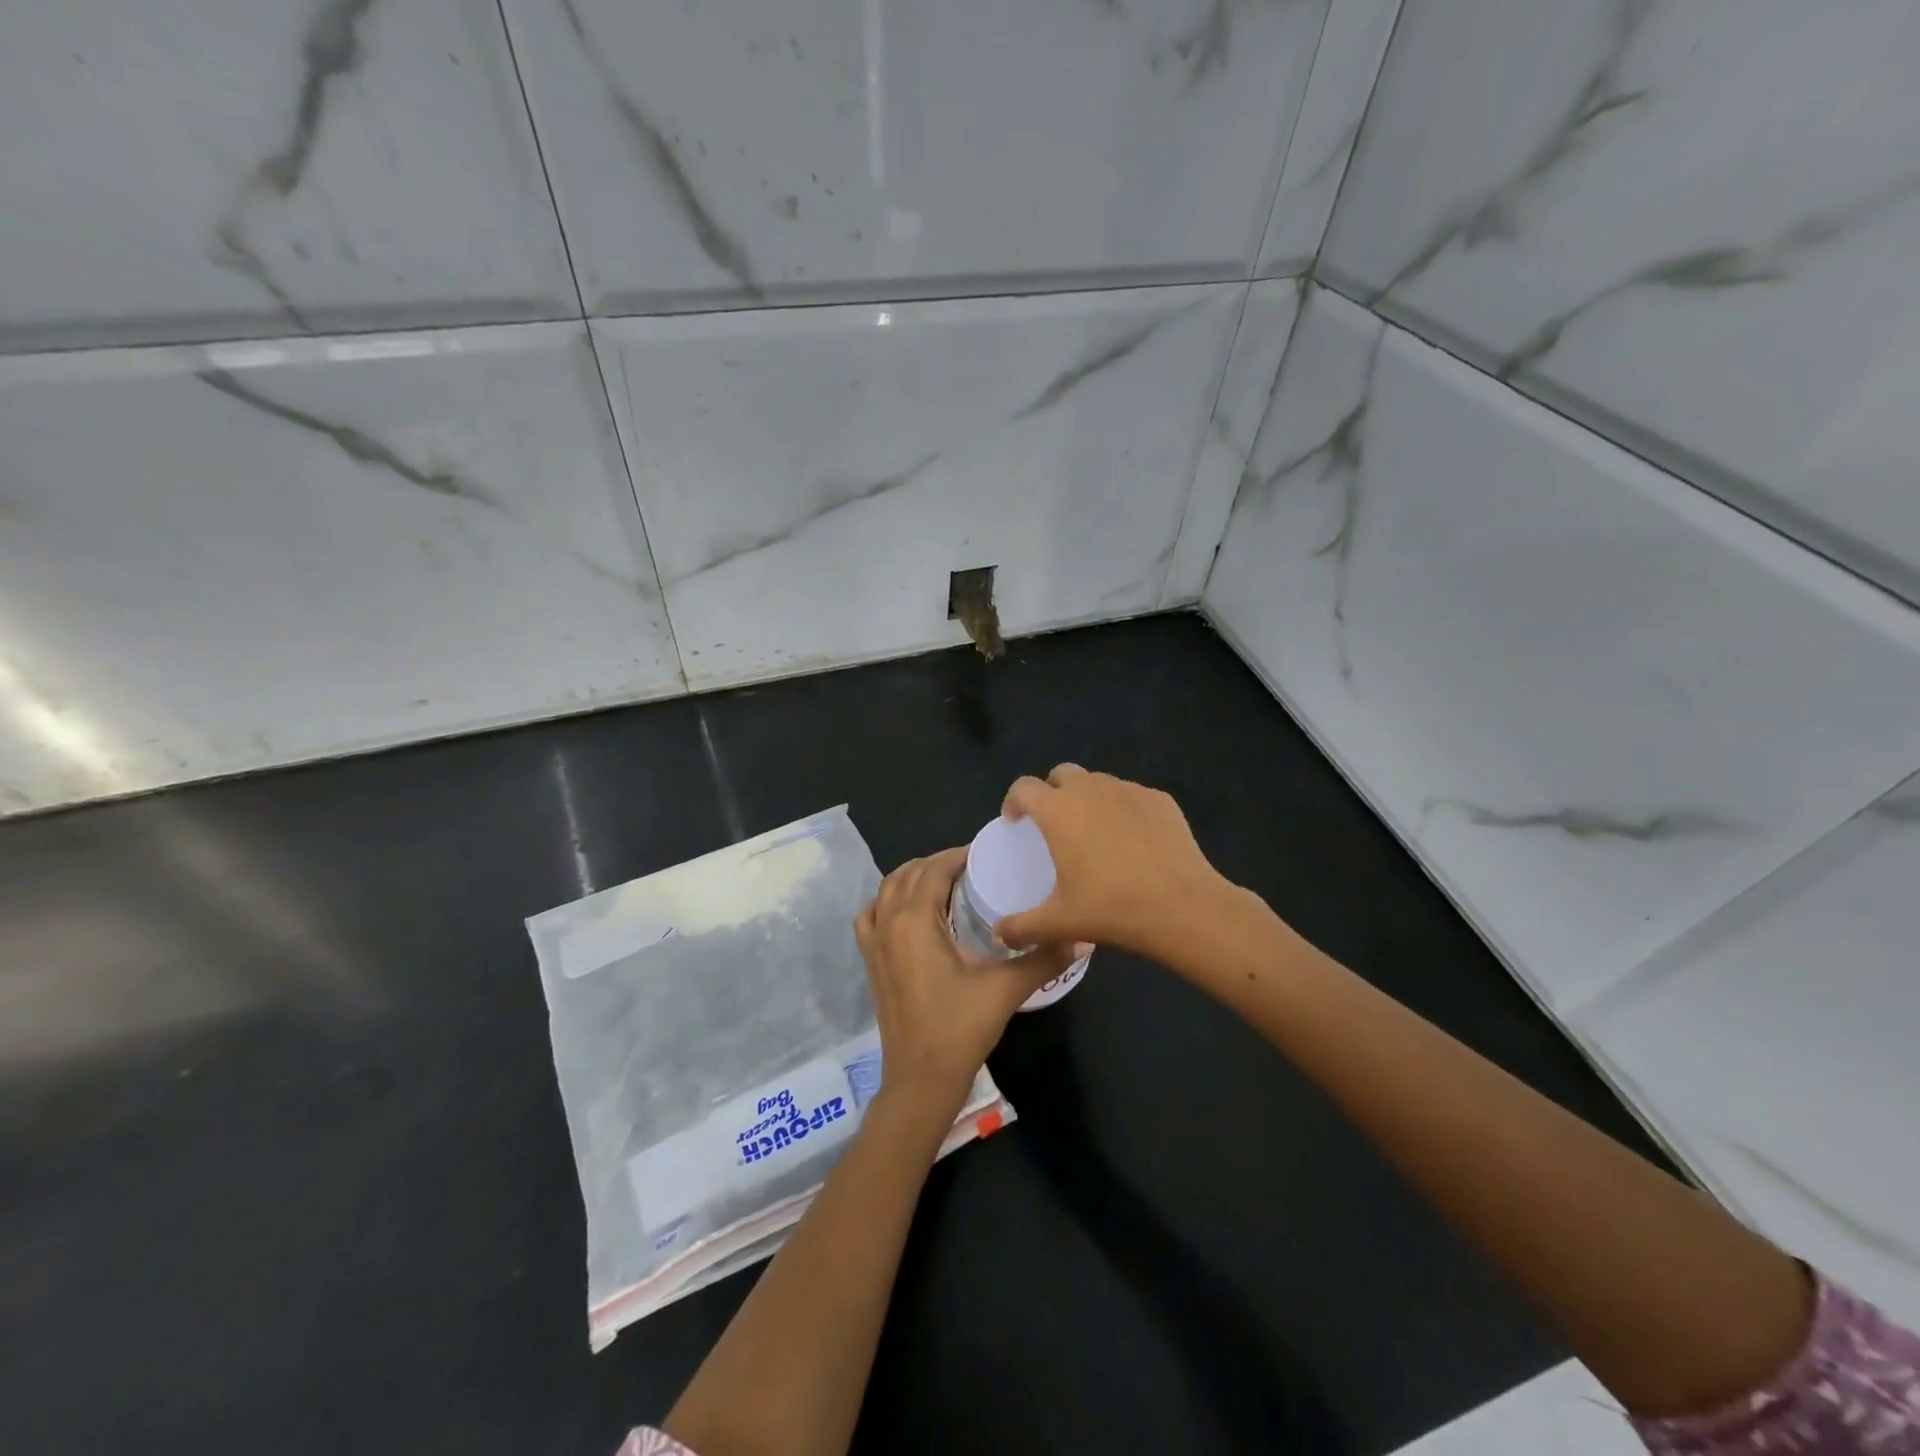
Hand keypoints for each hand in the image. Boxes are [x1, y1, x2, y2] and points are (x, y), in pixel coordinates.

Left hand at [855, 847, 1085, 1111]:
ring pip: (886, 890)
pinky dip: (887, 901)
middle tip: (972, 867)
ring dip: (912, 877)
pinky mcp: (870, 962)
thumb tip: (1084, 937)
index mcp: (915, 920)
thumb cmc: (960, 1028)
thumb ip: (1043, 958)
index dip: (958, 855)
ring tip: (944, 882)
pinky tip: (907, 911)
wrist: (920, 1079)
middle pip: (909, 874)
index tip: (985, 853)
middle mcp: (888, 923)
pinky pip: (871, 916)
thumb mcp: (1005, 989)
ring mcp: (874, 943)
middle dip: (938, 863)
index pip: (935, 869)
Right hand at [995, 764, 1235, 958]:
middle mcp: (1090, 790)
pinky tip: (1133, 841)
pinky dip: (1123, 810)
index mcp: (1058, 811)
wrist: (1183, 907)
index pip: (1024, 787)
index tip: (1015, 821)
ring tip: (1095, 832)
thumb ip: (1022, 927)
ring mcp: (1129, 791)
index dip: (1013, 800)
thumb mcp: (1060, 923)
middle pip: (1062, 774)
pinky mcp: (1160, 800)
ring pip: (1099, 783)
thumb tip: (1000, 935)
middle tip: (1055, 824)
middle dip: (1052, 791)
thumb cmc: (1111, 908)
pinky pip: (1132, 796)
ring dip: (1089, 798)